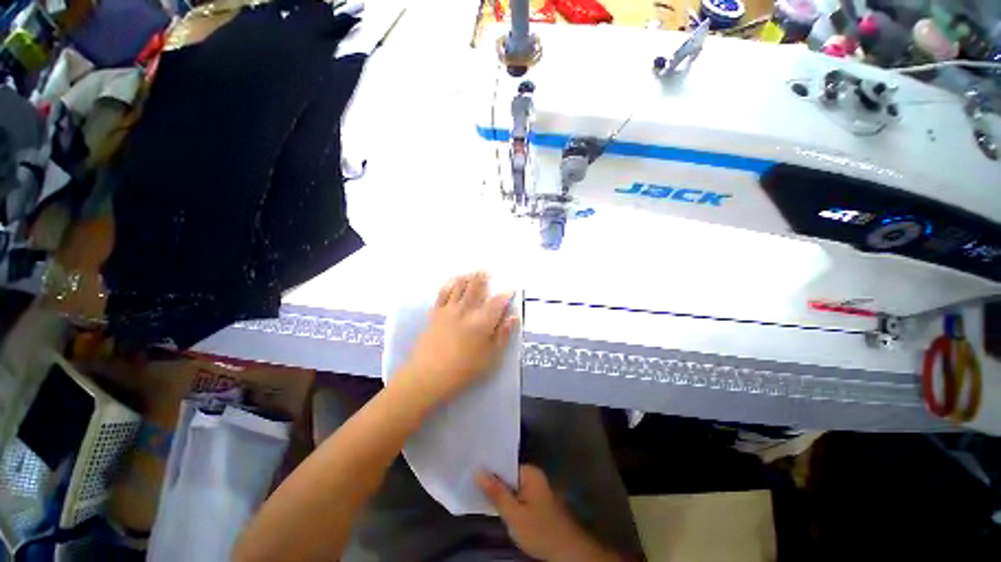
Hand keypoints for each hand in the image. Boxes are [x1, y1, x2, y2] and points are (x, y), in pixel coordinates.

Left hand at [399, 272, 518, 403]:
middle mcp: (466, 310)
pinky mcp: (435, 313)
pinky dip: (449, 285)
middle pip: (476, 287)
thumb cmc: (464, 370)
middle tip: (487, 271)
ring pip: (459, 286)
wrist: (428, 375)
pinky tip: (451, 282)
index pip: (497, 302)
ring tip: (472, 272)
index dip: (505, 294)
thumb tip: (514, 317)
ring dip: (467, 277)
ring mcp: (449, 310)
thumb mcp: (490, 357)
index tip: (511, 289)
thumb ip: (503, 335)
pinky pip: (442, 293)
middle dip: (483, 278)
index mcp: (482, 321)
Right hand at [477, 465, 620, 561]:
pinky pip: (518, 495)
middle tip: (471, 485)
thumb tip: (478, 471)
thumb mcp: (514, 514)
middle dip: (493, 482)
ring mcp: (536, 489)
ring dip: (500, 493)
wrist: (568, 552)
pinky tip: (496, 506)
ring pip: (512, 487)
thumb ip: (496, 492)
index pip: (505, 463)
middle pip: (508, 475)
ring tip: (479, 493)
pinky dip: (508, 501)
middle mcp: (534, 476)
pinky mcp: (537, 502)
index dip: (489, 469)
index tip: (471, 472)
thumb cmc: (540, 531)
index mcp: (530, 472)